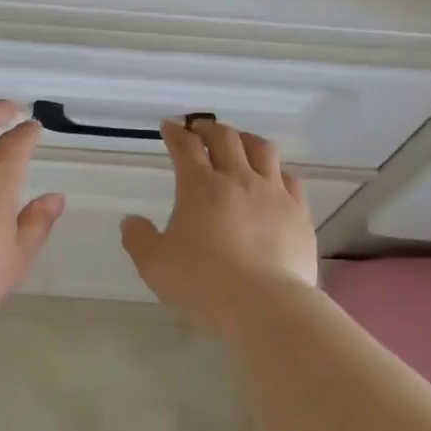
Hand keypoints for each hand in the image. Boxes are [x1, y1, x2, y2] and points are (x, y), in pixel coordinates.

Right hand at [120, 118, 318, 332]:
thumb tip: (131, 221)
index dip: (175, 133)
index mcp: (200, 187)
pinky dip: (276, 171)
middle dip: (208, 128)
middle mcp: (238, 180)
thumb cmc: (202, 282)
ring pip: (262, 149)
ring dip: (246, 139)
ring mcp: (273, 194)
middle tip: (199, 129)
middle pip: (225, 138)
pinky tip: (273, 179)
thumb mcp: (154, 264)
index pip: (185, 147)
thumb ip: (139, 238)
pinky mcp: (298, 213)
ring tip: (239, 142)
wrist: (264, 304)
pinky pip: (289, 179)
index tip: (169, 126)